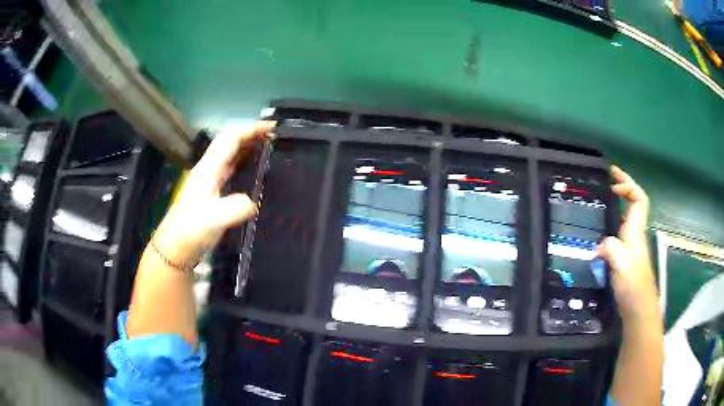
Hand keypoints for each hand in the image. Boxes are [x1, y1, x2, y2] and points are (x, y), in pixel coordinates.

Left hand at [153, 121, 275, 264]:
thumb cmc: (191, 231)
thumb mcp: (212, 220)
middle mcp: (208, 170)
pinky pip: (230, 169)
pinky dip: (244, 162)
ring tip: (268, 147)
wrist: (175, 248)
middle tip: (274, 135)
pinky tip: (254, 171)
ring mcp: (209, 181)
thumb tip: (253, 202)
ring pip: (229, 154)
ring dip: (248, 146)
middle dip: (251, 133)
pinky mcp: (211, 193)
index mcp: (208, 169)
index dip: (250, 129)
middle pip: (229, 142)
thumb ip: (234, 208)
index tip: (272, 127)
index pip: (230, 139)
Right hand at [597, 166, 658, 322]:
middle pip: (634, 204)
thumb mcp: (621, 264)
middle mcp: (635, 234)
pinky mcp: (625, 259)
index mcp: (636, 230)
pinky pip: (620, 233)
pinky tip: (600, 232)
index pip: (639, 199)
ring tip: (604, 200)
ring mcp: (631, 247)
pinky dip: (612, 224)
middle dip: (624, 187)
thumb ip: (610, 248)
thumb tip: (599, 244)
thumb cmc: (633, 285)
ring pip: (627, 218)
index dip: (629, 185)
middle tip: (609, 179)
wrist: (638, 309)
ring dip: (618, 205)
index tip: (614, 181)